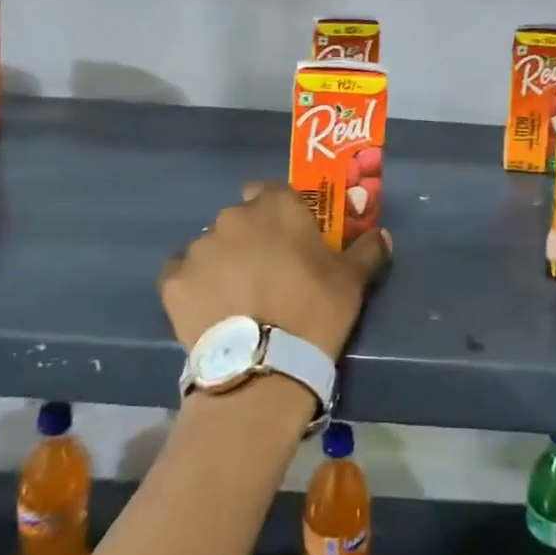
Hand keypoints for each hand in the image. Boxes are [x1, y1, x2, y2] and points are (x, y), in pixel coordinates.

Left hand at [161, 182, 390, 361]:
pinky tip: (210, 311)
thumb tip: (382, 234)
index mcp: (276, 206)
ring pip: (211, 247)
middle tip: (267, 272)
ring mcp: (199, 247)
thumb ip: (367, 250)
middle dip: (251, 238)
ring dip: (223, 262)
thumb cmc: (315, 310)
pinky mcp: (172, 280)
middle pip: (240, 218)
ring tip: (237, 300)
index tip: (288, 236)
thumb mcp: (352, 281)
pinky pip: (183, 275)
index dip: (278, 210)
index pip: (270, 189)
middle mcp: (233, 217)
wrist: (263, 365)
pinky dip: (194, 287)